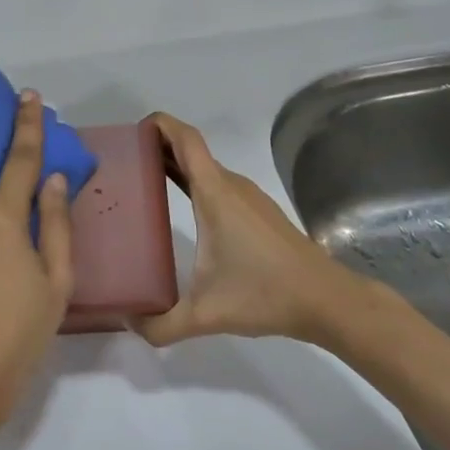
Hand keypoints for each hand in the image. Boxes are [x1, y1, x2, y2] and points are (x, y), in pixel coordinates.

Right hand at [138, 112, 369, 346]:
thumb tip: (128, 323)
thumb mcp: (206, 314)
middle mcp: (230, 186)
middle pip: (190, 150)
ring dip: (175, 165)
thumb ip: (162, 324)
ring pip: (205, 168)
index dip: (159, 125)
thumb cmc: (266, 294)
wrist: (328, 300)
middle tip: (122, 163)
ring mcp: (247, 198)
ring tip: (142, 182)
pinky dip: (193, 183)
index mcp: (215, 194)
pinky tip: (180, 209)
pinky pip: (217, 184)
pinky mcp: (258, 212)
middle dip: (157, 147)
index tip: (132, 132)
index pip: (185, 140)